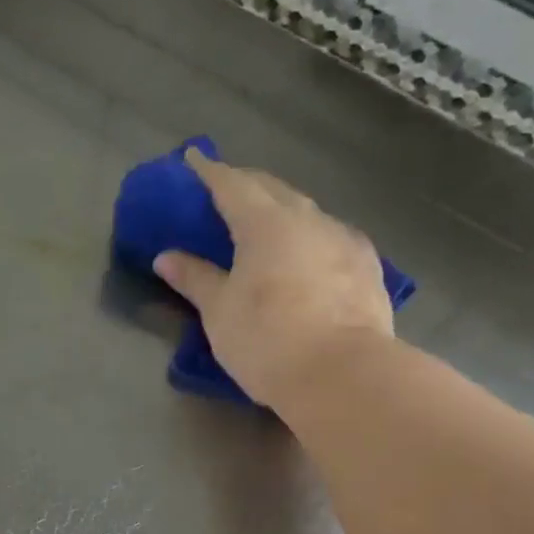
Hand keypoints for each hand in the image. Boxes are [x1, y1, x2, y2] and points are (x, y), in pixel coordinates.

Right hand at [153, 149, 394, 409]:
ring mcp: (344, 240)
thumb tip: (166, 257)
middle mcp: (308, 219)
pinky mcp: (368, 267)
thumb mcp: (220, 312)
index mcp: (265, 223)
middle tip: (227, 191)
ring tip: (268, 225)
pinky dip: (311, 238)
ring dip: (283, 211)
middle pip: (273, 190)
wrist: (343, 374)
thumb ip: (195, 279)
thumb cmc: (268, 340)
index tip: (194, 158)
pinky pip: (332, 238)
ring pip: (307, 212)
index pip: (231, 184)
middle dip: (247, 185)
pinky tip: (309, 255)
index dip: (209, 171)